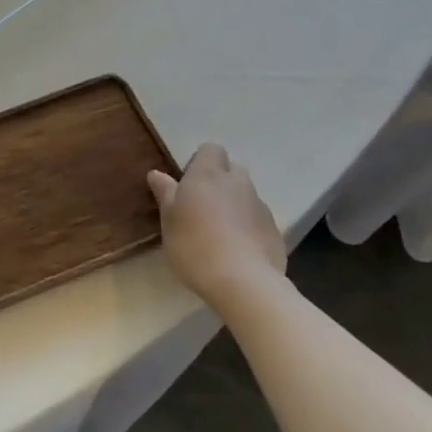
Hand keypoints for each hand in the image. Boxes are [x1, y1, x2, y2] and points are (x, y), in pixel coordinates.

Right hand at [148, 144, 287, 300]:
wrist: (243, 281)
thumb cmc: (194, 245)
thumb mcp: (169, 220)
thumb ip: (165, 194)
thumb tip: (157, 174)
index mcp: (208, 175)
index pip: (210, 149)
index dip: (199, 162)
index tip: (187, 184)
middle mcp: (237, 183)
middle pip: (231, 170)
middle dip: (220, 182)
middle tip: (202, 207)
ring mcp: (260, 206)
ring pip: (245, 195)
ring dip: (234, 205)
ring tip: (219, 232)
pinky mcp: (274, 229)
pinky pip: (257, 219)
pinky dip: (247, 226)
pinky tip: (236, 250)